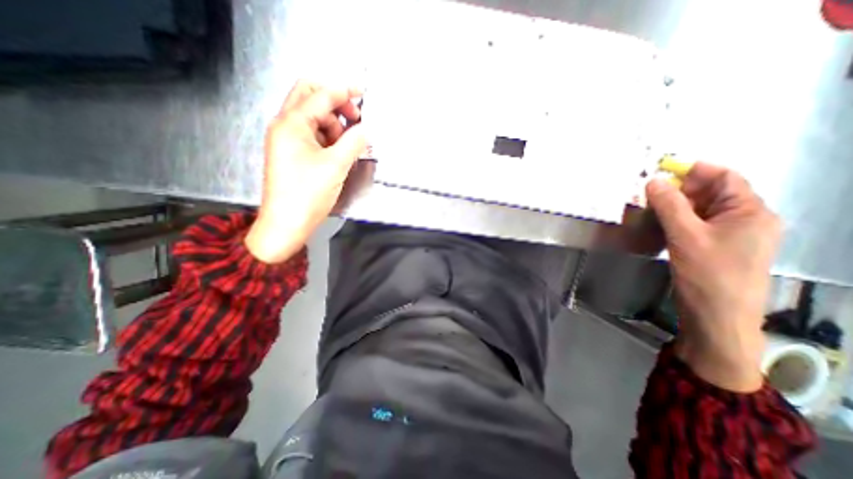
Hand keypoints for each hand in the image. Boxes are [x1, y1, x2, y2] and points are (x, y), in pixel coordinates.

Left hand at [246, 81, 367, 264]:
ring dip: (333, 124)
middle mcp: (285, 126)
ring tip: (349, 144)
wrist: (287, 223)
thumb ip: (354, 142)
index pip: (320, 95)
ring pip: (312, 118)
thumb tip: (366, 130)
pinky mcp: (292, 154)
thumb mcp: (336, 166)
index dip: (343, 91)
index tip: (362, 92)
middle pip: (309, 97)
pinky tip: (339, 151)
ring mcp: (287, 140)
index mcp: (292, 123)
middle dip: (334, 103)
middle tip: (354, 118)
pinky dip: (328, 137)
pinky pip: (312, 135)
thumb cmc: (308, 194)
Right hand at [647, 163, 778, 390]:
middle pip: (713, 193)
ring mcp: (733, 235)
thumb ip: (669, 205)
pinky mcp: (718, 248)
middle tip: (650, 191)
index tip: (662, 169)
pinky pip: (699, 224)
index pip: (725, 178)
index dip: (694, 170)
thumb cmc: (708, 274)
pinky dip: (679, 219)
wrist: (717, 316)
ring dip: (678, 205)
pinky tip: (661, 223)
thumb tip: (653, 181)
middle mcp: (747, 220)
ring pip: (703, 210)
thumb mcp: (685, 236)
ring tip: (651, 205)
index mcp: (751, 212)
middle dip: (682, 189)